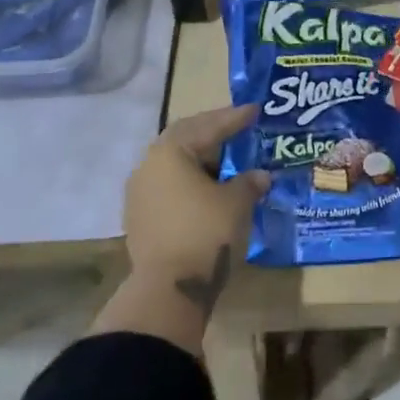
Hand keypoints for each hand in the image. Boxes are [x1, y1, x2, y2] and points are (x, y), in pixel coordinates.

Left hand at [123, 103, 269, 321]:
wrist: (168, 289)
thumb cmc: (205, 233)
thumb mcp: (236, 203)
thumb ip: (249, 182)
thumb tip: (260, 176)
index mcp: (170, 152)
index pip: (208, 126)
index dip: (234, 118)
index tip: (255, 110)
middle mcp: (148, 165)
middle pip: (184, 138)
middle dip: (212, 131)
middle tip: (237, 126)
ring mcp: (139, 192)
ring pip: (173, 163)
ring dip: (200, 157)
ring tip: (225, 157)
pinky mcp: (139, 217)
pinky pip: (168, 185)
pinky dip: (189, 179)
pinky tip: (208, 186)